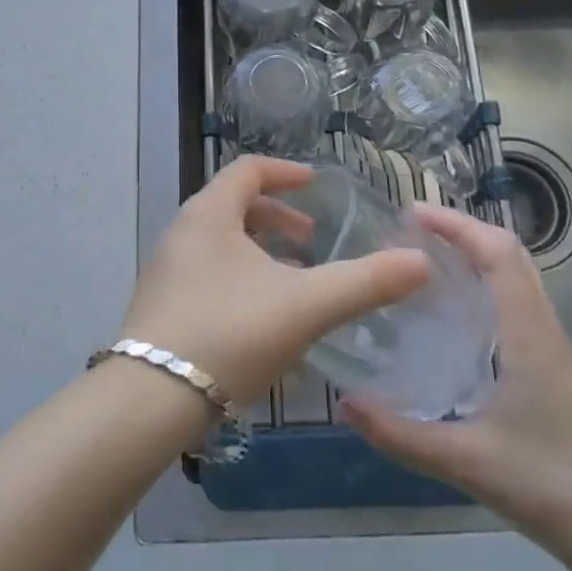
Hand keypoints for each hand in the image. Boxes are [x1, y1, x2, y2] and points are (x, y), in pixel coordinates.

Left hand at [121, 157, 431, 401]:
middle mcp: (182, 233)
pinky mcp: (160, 307)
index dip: (285, 173)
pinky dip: (240, 278)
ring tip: (294, 280)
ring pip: (220, 243)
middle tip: (311, 240)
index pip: (248, 170)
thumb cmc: (229, 333)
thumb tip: (420, 261)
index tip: (316, 185)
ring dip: (259, 251)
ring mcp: (166, 271)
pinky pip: (207, 274)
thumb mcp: (305, 305)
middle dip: (276, 217)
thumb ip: (364, 283)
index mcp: (209, 214)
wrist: (150, 400)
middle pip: (233, 205)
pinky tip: (263, 319)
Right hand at [340, 203, 571, 570]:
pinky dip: (484, 283)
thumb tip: (345, 404)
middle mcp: (543, 327)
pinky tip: (452, 311)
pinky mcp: (553, 365)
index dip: (458, 224)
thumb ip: (401, 434)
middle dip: (462, 230)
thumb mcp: (466, 461)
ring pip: (516, 275)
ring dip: (474, 253)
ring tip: (425, 258)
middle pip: (509, 254)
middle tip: (411, 230)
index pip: (498, 254)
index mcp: (528, 334)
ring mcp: (552, 346)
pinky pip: (517, 301)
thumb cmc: (550, 486)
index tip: (413, 213)